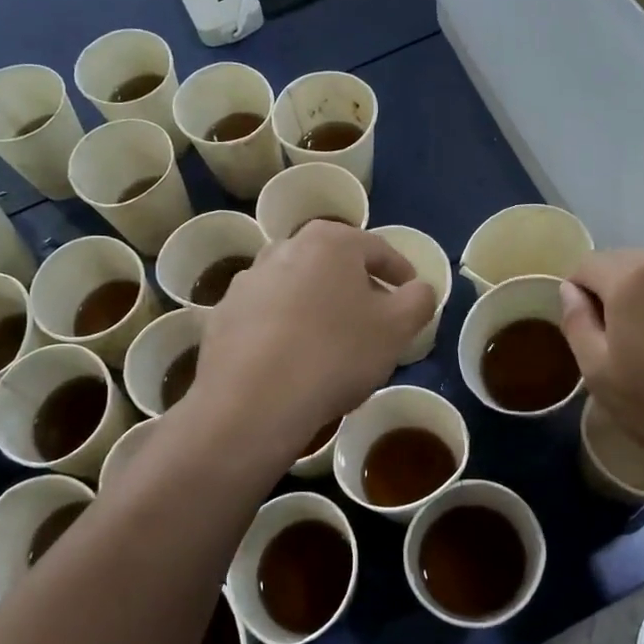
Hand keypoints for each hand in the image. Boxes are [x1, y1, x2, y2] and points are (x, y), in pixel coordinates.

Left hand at [189, 222, 435, 456]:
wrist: (253, 401)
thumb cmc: (336, 354)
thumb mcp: (397, 329)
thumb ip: (418, 300)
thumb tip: (419, 289)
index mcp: (329, 241)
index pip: (378, 250)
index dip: (400, 273)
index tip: (411, 295)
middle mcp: (284, 247)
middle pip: (333, 265)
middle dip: (356, 288)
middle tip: (374, 320)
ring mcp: (248, 280)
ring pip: (297, 288)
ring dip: (318, 307)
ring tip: (332, 343)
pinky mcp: (224, 314)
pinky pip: (267, 316)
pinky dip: (284, 329)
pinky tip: (293, 360)